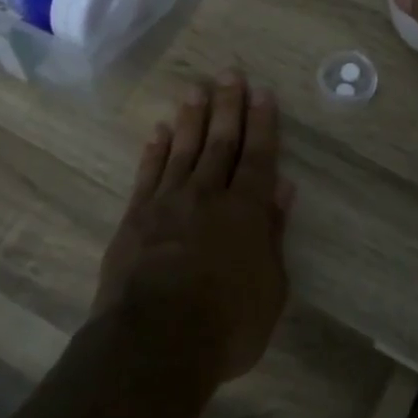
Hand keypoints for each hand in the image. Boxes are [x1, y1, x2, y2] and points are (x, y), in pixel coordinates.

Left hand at [93, 70, 291, 384]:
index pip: (258, 156)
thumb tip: (282, 188)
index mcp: (245, 211)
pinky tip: (159, 131)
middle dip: (228, 106)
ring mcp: (167, 203)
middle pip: (220, 142)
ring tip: (196, 89)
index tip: (262, 93)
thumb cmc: (227, 324)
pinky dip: (155, 150)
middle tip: (230, 73)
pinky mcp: (135, 218)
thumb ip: (273, 233)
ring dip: (191, 118)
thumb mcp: (270, 287)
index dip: (262, 123)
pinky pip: (148, 174)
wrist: (153, 344)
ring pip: (183, 149)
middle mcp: (207, 196)